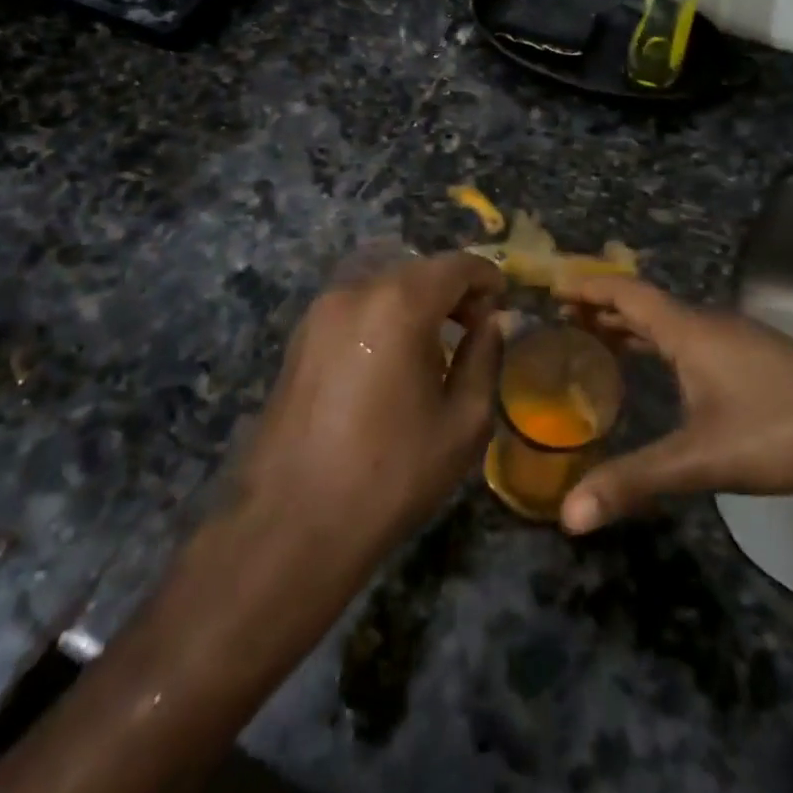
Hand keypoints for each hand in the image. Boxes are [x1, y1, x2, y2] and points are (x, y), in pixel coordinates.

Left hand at [237, 252, 505, 559]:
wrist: (289, 527)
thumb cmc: (390, 475)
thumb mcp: (463, 422)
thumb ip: (485, 358)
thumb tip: (493, 322)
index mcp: (399, 303)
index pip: (457, 264)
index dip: (488, 278)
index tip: (503, 307)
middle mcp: (356, 291)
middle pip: (419, 269)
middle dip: (454, 289)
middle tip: (476, 328)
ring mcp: (320, 312)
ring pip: (384, 284)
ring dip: (418, 300)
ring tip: (436, 346)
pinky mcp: (299, 338)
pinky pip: (356, 306)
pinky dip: (385, 314)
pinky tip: (394, 359)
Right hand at [555, 276, 792, 533]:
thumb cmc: (781, 432)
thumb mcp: (702, 460)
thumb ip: (635, 480)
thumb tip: (568, 514)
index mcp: (690, 331)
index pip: (626, 292)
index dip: (587, 287)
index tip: (551, 289)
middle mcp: (710, 323)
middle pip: (645, 303)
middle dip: (602, 308)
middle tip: (562, 322)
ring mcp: (737, 338)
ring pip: (671, 322)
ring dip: (632, 326)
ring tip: (598, 342)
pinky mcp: (756, 357)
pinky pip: (692, 336)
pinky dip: (660, 342)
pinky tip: (663, 371)